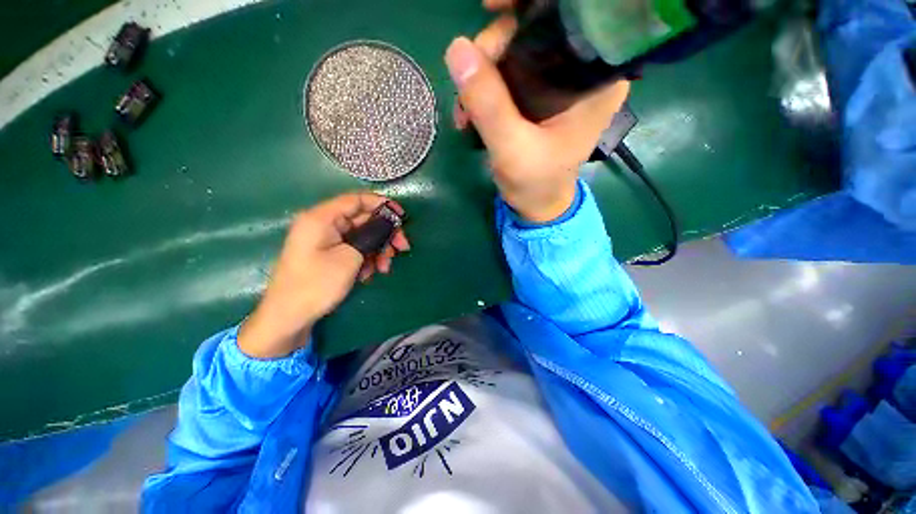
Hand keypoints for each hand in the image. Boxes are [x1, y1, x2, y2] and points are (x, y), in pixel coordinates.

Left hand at [238, 193, 409, 358]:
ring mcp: (327, 240)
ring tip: (385, 268)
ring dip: (378, 250)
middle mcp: (324, 224)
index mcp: (322, 218)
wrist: (289, 317)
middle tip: (403, 248)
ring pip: (362, 236)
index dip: (382, 205)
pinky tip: (370, 273)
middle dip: (385, 234)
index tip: (402, 217)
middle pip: (363, 219)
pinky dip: (367, 258)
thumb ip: (372, 235)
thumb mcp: (350, 258)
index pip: (357, 200)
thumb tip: (389, 222)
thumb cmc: (317, 284)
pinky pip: (355, 248)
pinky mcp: (330, 254)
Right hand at [444, 4, 628, 222]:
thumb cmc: (536, 183)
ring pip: (515, 48)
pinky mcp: (539, 94)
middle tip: (467, 81)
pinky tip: (469, 113)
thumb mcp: (512, 150)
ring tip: (463, 112)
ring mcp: (558, 81)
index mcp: (596, 78)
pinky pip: (507, 72)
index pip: (571, 15)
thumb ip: (488, 105)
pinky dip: (483, 87)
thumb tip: (457, 49)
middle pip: (536, 27)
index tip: (489, 6)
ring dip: (481, 73)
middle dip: (493, 47)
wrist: (538, 205)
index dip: (529, 3)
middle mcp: (582, 70)